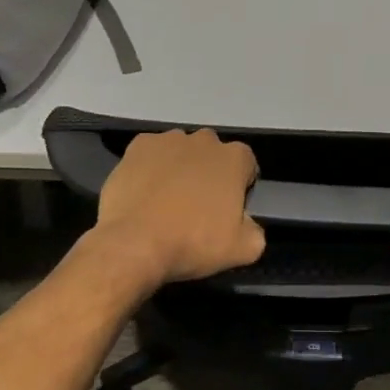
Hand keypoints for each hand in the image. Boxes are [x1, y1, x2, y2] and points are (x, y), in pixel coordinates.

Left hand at [89, 129, 264, 287]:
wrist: (134, 244)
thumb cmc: (193, 242)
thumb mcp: (243, 250)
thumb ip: (256, 231)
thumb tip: (248, 224)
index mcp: (234, 158)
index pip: (246, 165)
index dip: (239, 187)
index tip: (228, 210)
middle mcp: (204, 139)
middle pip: (212, 155)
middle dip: (208, 174)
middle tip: (197, 207)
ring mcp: (168, 139)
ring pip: (181, 152)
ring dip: (179, 169)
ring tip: (166, 202)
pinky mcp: (137, 146)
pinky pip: (151, 155)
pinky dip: (150, 168)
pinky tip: (144, 194)